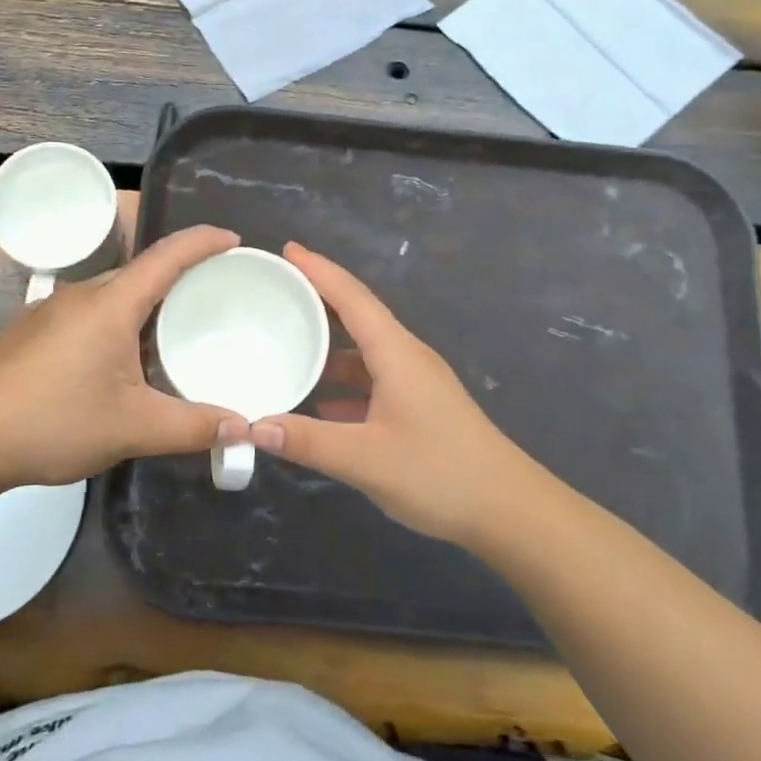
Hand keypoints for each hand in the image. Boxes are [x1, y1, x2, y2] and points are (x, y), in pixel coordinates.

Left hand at [0, 225, 247, 489]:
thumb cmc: (53, 422)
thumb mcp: (132, 428)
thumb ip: (192, 427)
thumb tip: (243, 428)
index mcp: (110, 304)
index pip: (167, 255)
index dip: (204, 242)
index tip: (234, 241)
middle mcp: (80, 295)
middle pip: (139, 274)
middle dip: (177, 279)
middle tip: (210, 299)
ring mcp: (48, 311)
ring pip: (109, 296)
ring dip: (142, 307)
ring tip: (167, 334)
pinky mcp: (28, 331)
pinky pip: (85, 315)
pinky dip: (113, 324)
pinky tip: (112, 363)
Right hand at [251, 243, 545, 545]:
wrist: (509, 511)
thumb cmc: (439, 473)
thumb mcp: (364, 459)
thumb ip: (307, 441)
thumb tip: (252, 425)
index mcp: (396, 352)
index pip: (351, 297)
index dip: (318, 270)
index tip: (287, 249)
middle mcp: (406, 357)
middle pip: (358, 315)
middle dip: (318, 299)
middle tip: (277, 290)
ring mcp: (416, 383)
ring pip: (364, 350)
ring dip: (329, 343)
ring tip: (287, 341)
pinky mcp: (420, 407)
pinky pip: (372, 379)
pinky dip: (343, 381)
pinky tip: (318, 401)